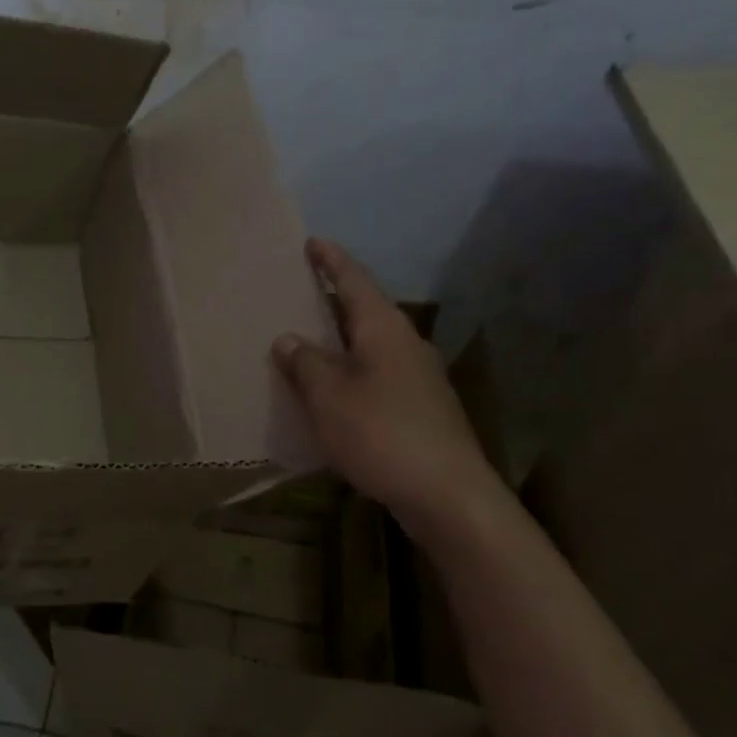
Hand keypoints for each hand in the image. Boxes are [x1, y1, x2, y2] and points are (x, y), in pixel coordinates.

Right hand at [273, 239, 502, 541]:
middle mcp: (406, 344)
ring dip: (341, 338)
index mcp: (384, 329)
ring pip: (372, 344)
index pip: (355, 281)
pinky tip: (333, 389)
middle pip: (366, 310)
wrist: (447, 494)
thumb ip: (305, 363)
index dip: (332, 261)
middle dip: (334, 299)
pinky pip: (377, 373)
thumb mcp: (329, 396)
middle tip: (301, 290)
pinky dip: (351, 369)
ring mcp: (419, 377)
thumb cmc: (381, 433)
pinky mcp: (421, 407)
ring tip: (309, 339)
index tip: (312, 242)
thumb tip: (289, 339)